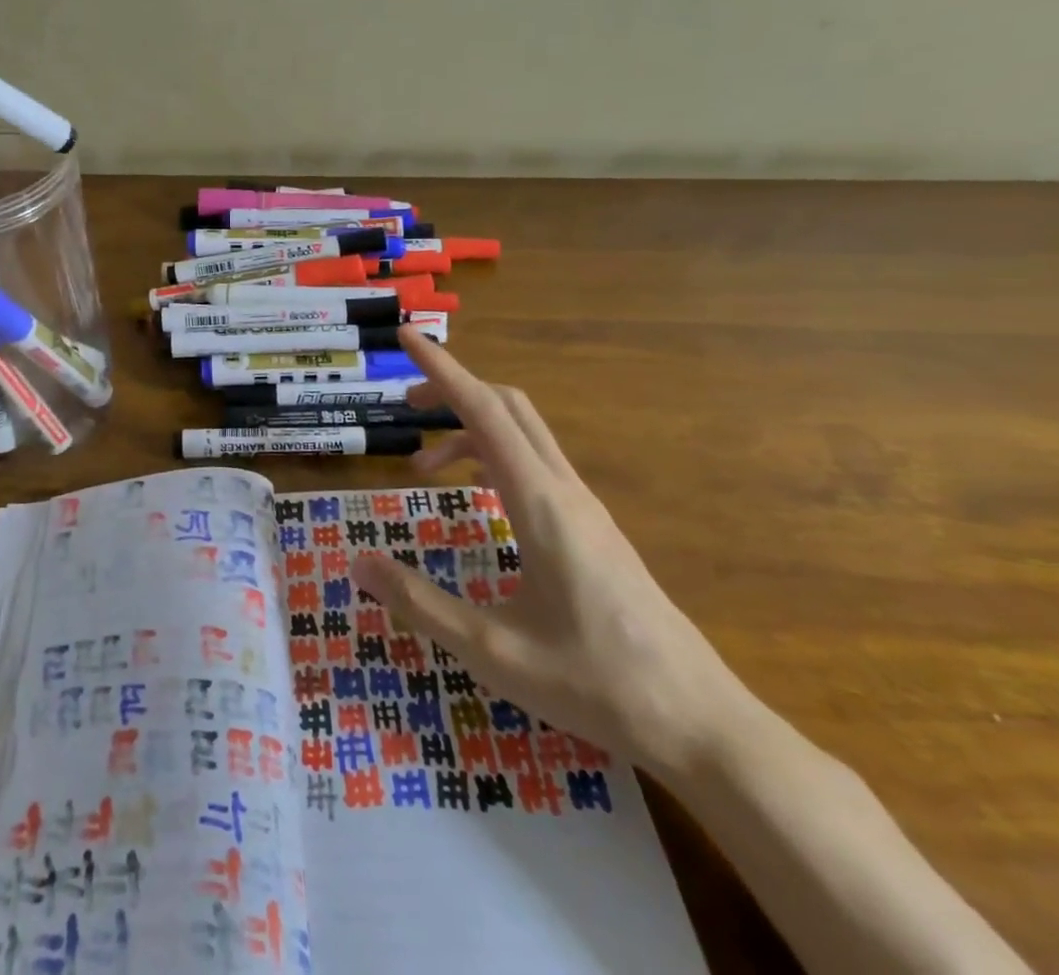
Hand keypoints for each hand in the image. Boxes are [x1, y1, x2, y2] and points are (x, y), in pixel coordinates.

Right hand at [352, 328, 752, 777]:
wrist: (701, 723)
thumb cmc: (596, 684)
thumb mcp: (492, 652)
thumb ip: (420, 603)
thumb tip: (357, 561)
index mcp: (540, 503)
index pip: (483, 411)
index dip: (441, 370)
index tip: (406, 336)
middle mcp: (564, 490)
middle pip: (507, 406)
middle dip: (451, 389)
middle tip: (402, 405)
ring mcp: (585, 507)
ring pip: (523, 434)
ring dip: (470, 428)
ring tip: (422, 468)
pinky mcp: (593, 526)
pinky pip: (536, 463)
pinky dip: (493, 454)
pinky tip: (477, 495)